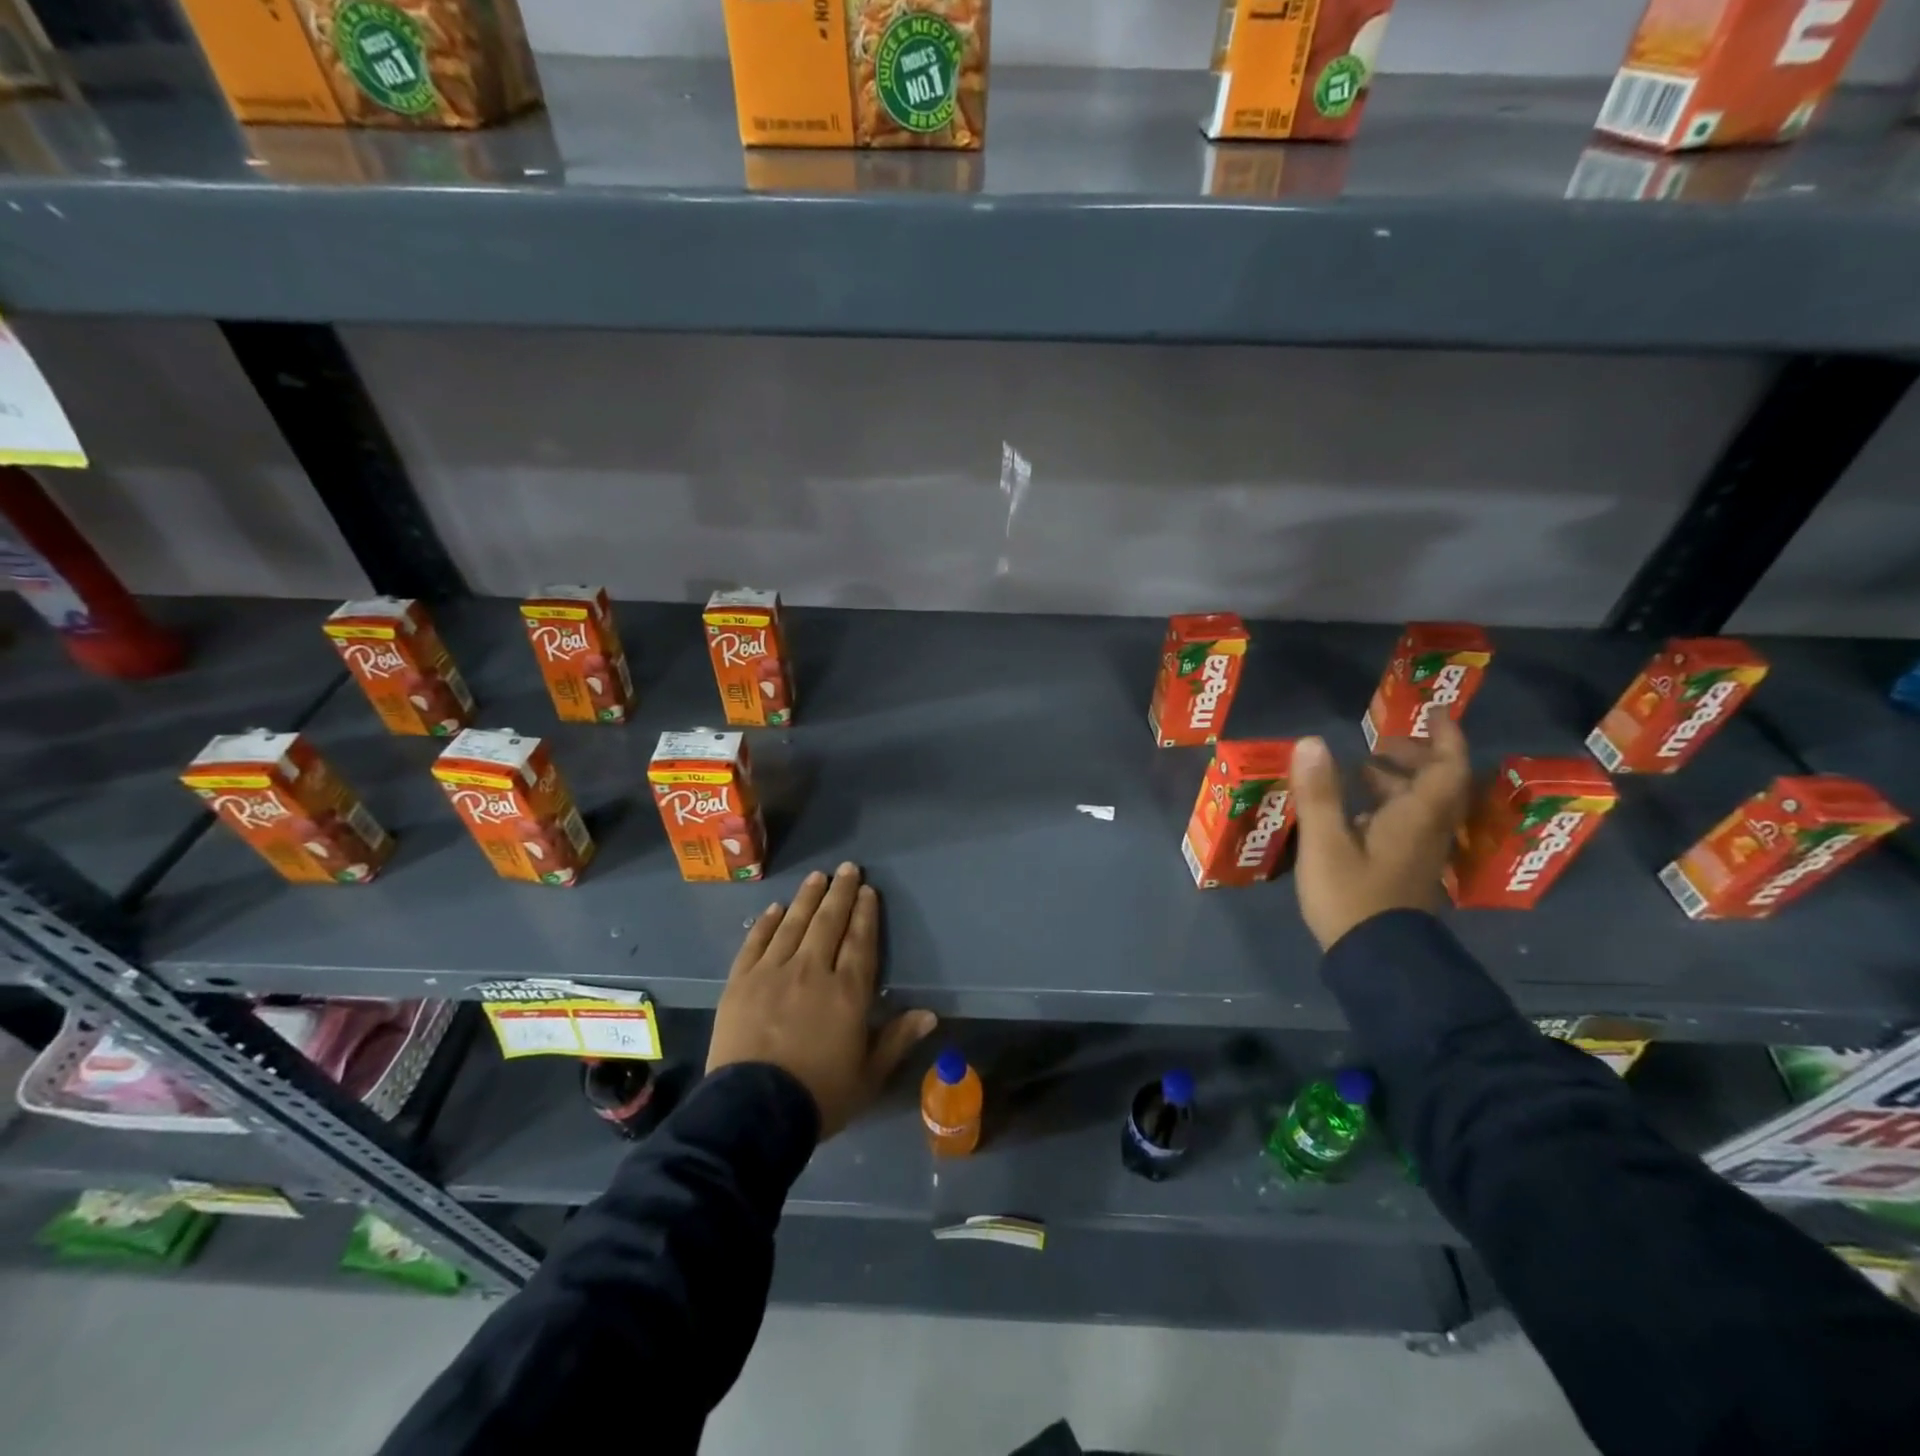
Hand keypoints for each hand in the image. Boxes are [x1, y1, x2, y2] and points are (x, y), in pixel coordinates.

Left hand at [707, 862, 936, 1139]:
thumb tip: (930, 1013)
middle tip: (847, 868)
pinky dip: (767, 923)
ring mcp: (772, 972)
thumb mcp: (868, 1076)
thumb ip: (897, 1040)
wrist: (752, 1112)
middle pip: (829, 923)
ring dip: (807, 898)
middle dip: (840, 893)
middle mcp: (812, 971)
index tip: (868, 891)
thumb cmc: (819, 1096)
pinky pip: (756, 943)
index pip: (860, 941)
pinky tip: (776, 908)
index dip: (865, 914)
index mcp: (848, 992)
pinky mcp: (740, 982)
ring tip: (817, 877)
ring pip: (794, 924)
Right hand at [1290, 713, 1472, 949]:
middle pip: (1436, 784)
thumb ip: (1318, 793)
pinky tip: (1354, 813)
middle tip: (1380, 743)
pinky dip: (1387, 807)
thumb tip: (1311, 741)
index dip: (1445, 736)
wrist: (1377, 959)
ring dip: (1398, 782)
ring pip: (1420, 806)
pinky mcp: (1405, 870)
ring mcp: (1418, 853)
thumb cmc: (1352, 896)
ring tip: (1360, 770)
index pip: (1447, 767)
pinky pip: (1407, 825)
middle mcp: (1426, 830)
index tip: (1435, 711)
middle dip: (1414, 756)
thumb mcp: (1325, 842)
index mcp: (1416, 817)